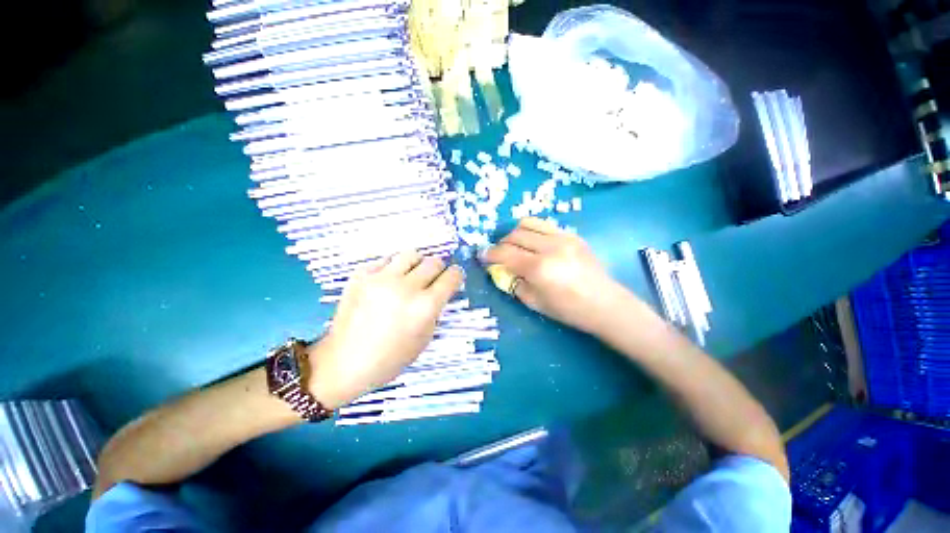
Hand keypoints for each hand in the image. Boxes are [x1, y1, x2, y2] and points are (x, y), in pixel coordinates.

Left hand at [306, 252, 463, 407]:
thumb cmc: (390, 358)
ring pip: (411, 254)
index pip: (451, 277)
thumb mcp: (425, 338)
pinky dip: (392, 268)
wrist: (344, 362)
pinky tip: (388, 282)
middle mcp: (406, 287)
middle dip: (438, 269)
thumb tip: (440, 290)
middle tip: (432, 280)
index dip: (456, 275)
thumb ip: (435, 310)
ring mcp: (381, 278)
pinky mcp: (361, 275)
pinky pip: (386, 260)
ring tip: (410, 276)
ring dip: (417, 264)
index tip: (454, 277)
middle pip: (434, 262)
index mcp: (425, 307)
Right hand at [481, 218, 633, 333]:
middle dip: (501, 244)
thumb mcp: (534, 302)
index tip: (482, 256)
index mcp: (539, 268)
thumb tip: (501, 269)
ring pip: (528, 223)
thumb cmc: (568, 309)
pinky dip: (532, 232)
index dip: (489, 254)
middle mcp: (549, 247)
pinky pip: (545, 225)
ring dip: (515, 233)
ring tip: (515, 245)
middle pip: (514, 235)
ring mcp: (563, 237)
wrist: (605, 303)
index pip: (505, 253)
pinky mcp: (572, 234)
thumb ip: (513, 282)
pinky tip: (534, 244)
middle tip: (499, 254)